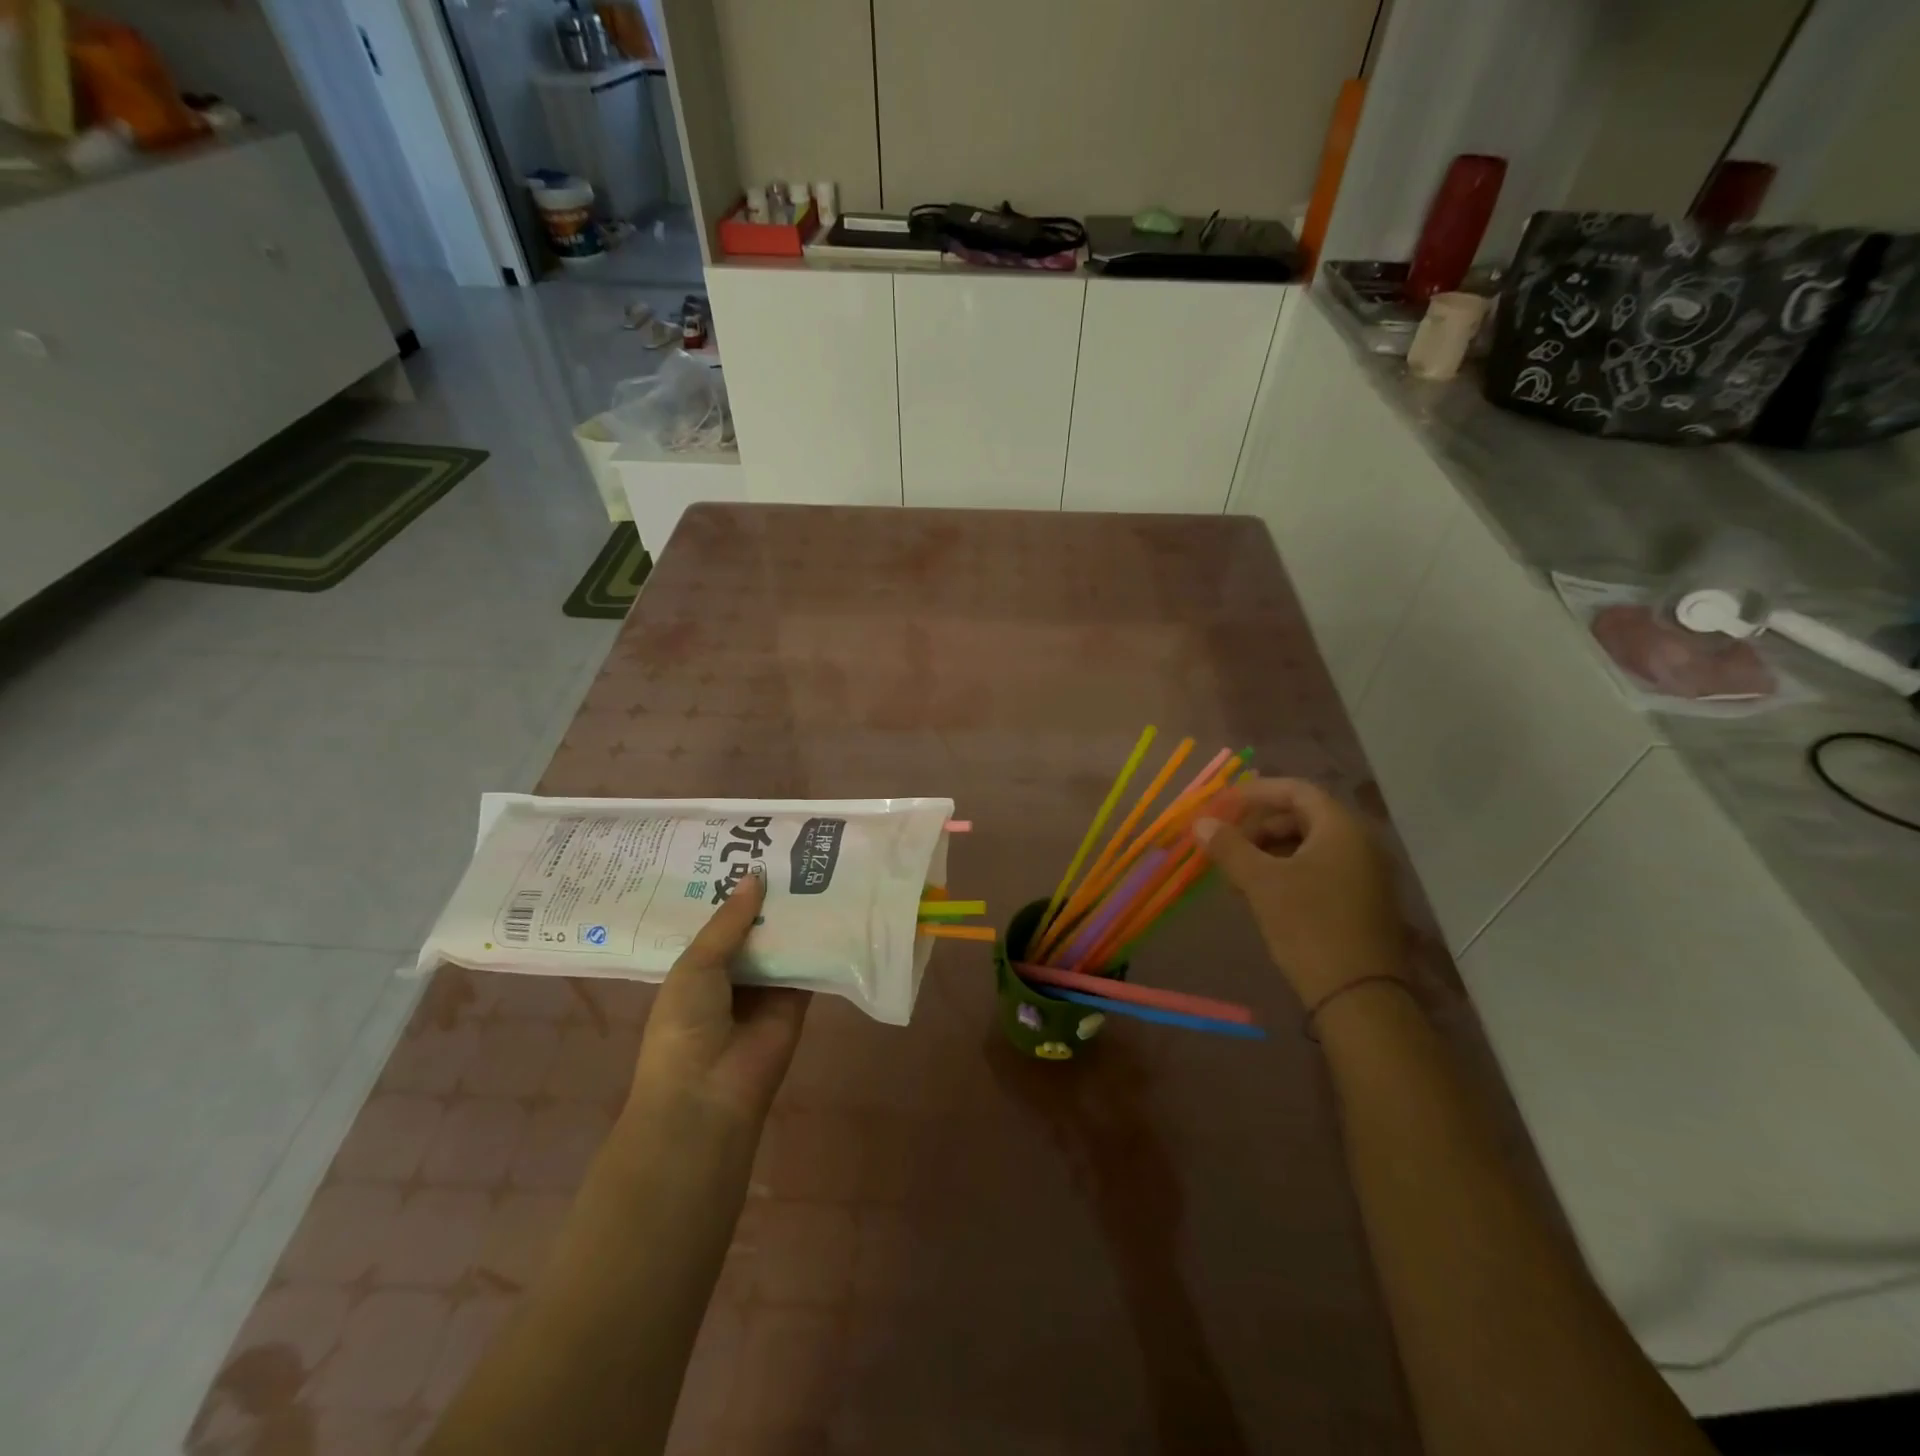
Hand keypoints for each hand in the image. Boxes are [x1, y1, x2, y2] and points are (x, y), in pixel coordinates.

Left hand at [629, 870, 809, 1127]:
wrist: (709, 1093)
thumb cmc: (684, 1025)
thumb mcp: (695, 965)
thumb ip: (728, 921)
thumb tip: (756, 874)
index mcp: (698, 964)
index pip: (719, 919)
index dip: (733, 888)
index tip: (750, 847)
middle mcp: (733, 971)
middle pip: (755, 926)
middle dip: (769, 895)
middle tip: (791, 848)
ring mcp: (767, 986)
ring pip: (784, 941)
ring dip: (797, 913)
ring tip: (817, 863)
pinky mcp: (798, 999)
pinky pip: (810, 965)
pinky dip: (821, 941)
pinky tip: (836, 904)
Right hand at [1194, 777, 1404, 1005]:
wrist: (1359, 997)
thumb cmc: (1308, 926)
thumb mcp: (1261, 883)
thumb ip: (1229, 846)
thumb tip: (1201, 823)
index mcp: (1341, 828)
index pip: (1295, 790)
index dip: (1255, 793)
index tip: (1221, 805)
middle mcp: (1361, 843)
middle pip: (1303, 816)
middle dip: (1259, 825)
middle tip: (1226, 842)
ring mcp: (1366, 874)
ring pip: (1310, 845)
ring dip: (1270, 850)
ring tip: (1238, 872)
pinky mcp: (1363, 901)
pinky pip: (1321, 869)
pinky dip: (1288, 871)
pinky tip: (1263, 894)